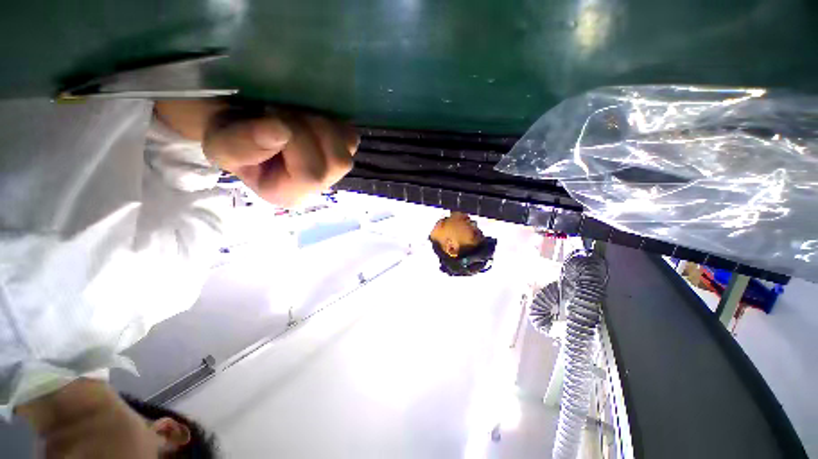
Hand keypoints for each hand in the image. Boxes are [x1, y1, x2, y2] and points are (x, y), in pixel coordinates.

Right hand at [202, 110, 357, 206]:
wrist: (243, 123)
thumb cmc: (231, 138)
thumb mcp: (220, 146)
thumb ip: (242, 146)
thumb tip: (280, 131)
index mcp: (291, 194)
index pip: (311, 176)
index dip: (296, 141)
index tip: (269, 114)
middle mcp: (320, 186)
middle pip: (337, 162)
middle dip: (310, 128)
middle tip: (281, 110)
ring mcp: (336, 168)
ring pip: (348, 147)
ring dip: (321, 122)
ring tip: (294, 113)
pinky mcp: (345, 149)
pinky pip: (350, 134)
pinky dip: (333, 120)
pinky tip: (310, 117)